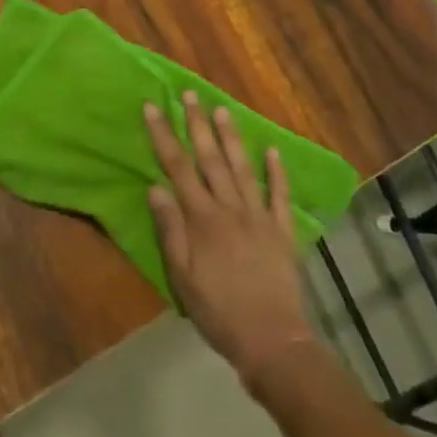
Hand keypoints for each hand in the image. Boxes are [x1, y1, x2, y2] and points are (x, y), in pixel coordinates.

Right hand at [145, 92, 316, 389]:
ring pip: (242, 168)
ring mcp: (259, 217)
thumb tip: (155, 186)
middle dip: (197, 123)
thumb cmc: (218, 311)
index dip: (164, 135)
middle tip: (189, 93)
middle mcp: (230, 208)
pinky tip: (273, 151)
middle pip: (210, 158)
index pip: (178, 167)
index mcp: (202, 219)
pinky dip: (277, 172)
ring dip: (231, 137)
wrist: (272, 342)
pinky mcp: (282, 232)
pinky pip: (280, 196)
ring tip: (222, 109)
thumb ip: (170, 229)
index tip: (153, 107)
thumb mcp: (181, 276)